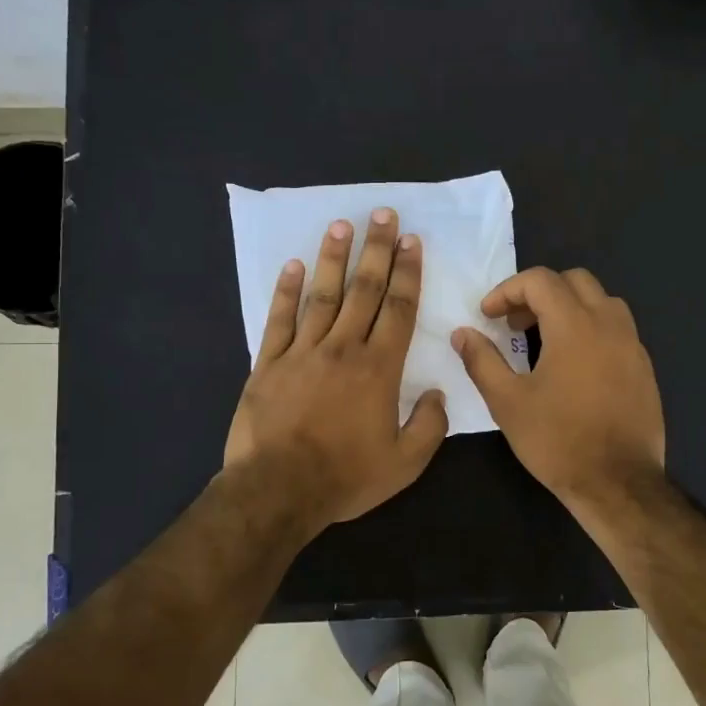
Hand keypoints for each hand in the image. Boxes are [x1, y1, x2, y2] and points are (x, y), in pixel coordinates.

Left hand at [224, 210, 447, 534]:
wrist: (278, 490)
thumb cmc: (345, 477)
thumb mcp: (404, 463)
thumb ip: (429, 426)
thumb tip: (438, 394)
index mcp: (378, 369)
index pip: (398, 309)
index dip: (407, 273)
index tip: (412, 242)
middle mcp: (342, 349)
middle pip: (363, 290)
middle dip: (376, 250)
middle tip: (383, 215)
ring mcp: (301, 352)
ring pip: (321, 295)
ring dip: (333, 259)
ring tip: (341, 225)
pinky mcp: (267, 364)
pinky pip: (278, 320)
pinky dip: (285, 292)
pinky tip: (292, 266)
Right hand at [451, 267, 664, 510]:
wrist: (617, 483)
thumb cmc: (556, 440)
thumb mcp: (507, 402)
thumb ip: (482, 360)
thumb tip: (462, 333)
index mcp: (575, 325)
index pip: (540, 280)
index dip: (507, 291)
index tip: (488, 316)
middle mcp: (609, 324)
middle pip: (575, 280)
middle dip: (539, 292)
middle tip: (516, 324)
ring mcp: (633, 345)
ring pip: (602, 301)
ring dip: (570, 307)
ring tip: (545, 339)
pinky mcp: (644, 368)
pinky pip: (617, 329)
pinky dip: (591, 329)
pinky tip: (575, 366)